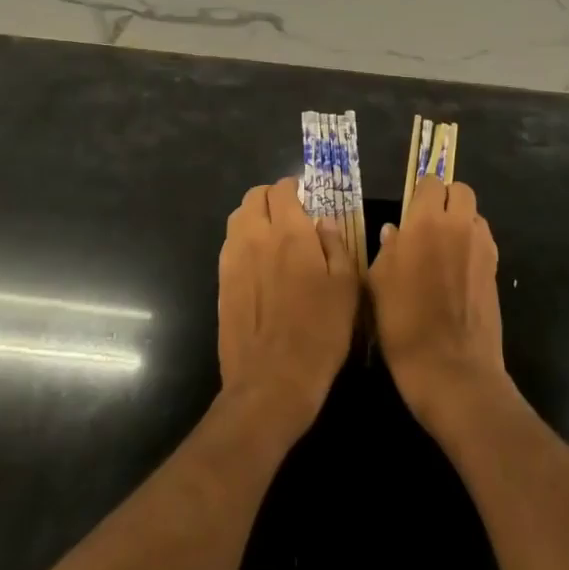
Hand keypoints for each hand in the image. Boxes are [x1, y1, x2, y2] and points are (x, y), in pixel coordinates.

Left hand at [217, 177, 358, 442]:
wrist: (271, 382)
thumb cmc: (319, 333)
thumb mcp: (347, 288)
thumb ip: (336, 246)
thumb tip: (324, 222)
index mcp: (290, 233)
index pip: (282, 189)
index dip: (293, 188)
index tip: (306, 197)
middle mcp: (256, 237)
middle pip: (254, 197)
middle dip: (271, 197)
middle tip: (289, 213)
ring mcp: (234, 259)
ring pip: (237, 218)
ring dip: (254, 216)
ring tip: (272, 234)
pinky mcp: (222, 282)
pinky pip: (230, 244)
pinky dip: (243, 240)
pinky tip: (259, 262)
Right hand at [369, 177, 509, 434]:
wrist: (452, 369)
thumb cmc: (404, 324)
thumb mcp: (378, 284)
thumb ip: (387, 250)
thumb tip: (394, 232)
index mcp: (426, 222)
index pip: (430, 182)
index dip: (420, 193)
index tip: (410, 210)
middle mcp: (458, 225)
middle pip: (461, 190)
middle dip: (446, 199)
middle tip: (429, 223)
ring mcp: (482, 247)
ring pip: (475, 215)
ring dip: (461, 221)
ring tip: (444, 248)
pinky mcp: (495, 269)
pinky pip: (483, 241)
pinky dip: (472, 245)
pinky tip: (457, 271)